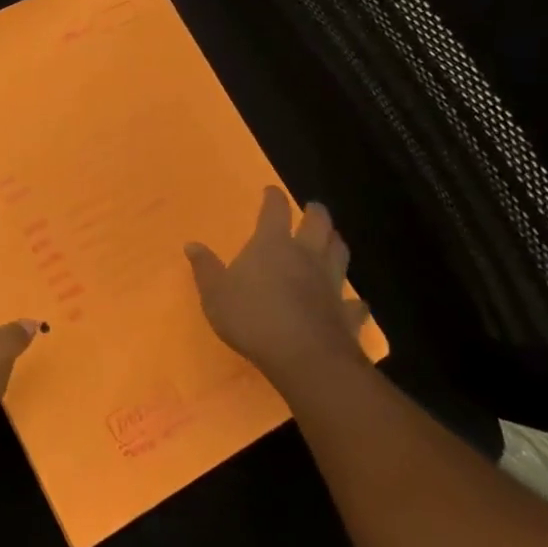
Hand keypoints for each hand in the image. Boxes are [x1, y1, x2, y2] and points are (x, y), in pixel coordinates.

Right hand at [185, 188, 369, 388]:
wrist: (303, 356)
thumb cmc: (252, 317)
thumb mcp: (215, 293)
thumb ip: (205, 268)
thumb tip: (192, 244)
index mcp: (272, 245)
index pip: (275, 211)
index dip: (274, 198)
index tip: (272, 190)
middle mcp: (306, 256)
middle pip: (318, 225)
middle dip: (316, 213)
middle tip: (313, 208)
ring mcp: (330, 283)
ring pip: (340, 254)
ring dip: (336, 244)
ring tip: (334, 240)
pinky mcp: (346, 313)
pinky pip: (355, 303)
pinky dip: (355, 300)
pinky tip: (355, 302)